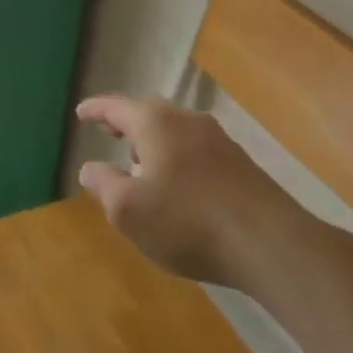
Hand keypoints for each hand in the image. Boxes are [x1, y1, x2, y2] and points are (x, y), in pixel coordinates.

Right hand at [76, 95, 315, 294]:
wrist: (272, 245)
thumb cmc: (187, 222)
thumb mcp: (128, 210)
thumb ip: (104, 185)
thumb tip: (90, 168)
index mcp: (155, 123)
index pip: (116, 107)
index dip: (95, 110)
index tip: (80, 113)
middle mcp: (187, 121)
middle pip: (148, 114)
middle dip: (126, 123)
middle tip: (108, 131)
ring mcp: (219, 141)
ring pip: (175, 132)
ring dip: (153, 142)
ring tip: (139, 163)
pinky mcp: (241, 164)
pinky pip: (196, 150)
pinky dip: (177, 157)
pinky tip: (177, 185)